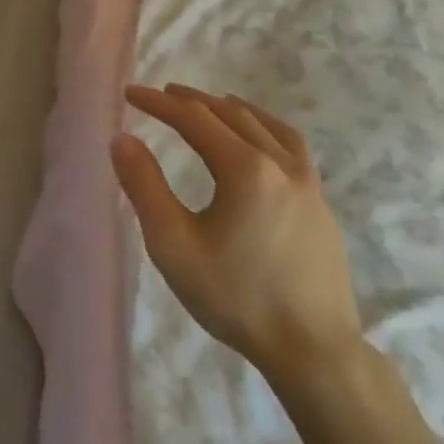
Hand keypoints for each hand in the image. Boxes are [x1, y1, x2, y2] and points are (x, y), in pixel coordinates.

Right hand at [112, 84, 363, 388]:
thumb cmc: (236, 297)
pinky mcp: (321, 204)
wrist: (314, 350)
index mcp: (244, 168)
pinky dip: (266, 128)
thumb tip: (121, 139)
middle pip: (231, 114)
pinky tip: (260, 142)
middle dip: (192, 100)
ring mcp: (308, 183)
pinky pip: (292, 147)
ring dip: (232, 109)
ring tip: (212, 103)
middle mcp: (280, 164)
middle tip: (162, 94)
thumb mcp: (173, 245)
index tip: (131, 93)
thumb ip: (144, 186)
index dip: (158, 103)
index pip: (193, 119)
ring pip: (266, 126)